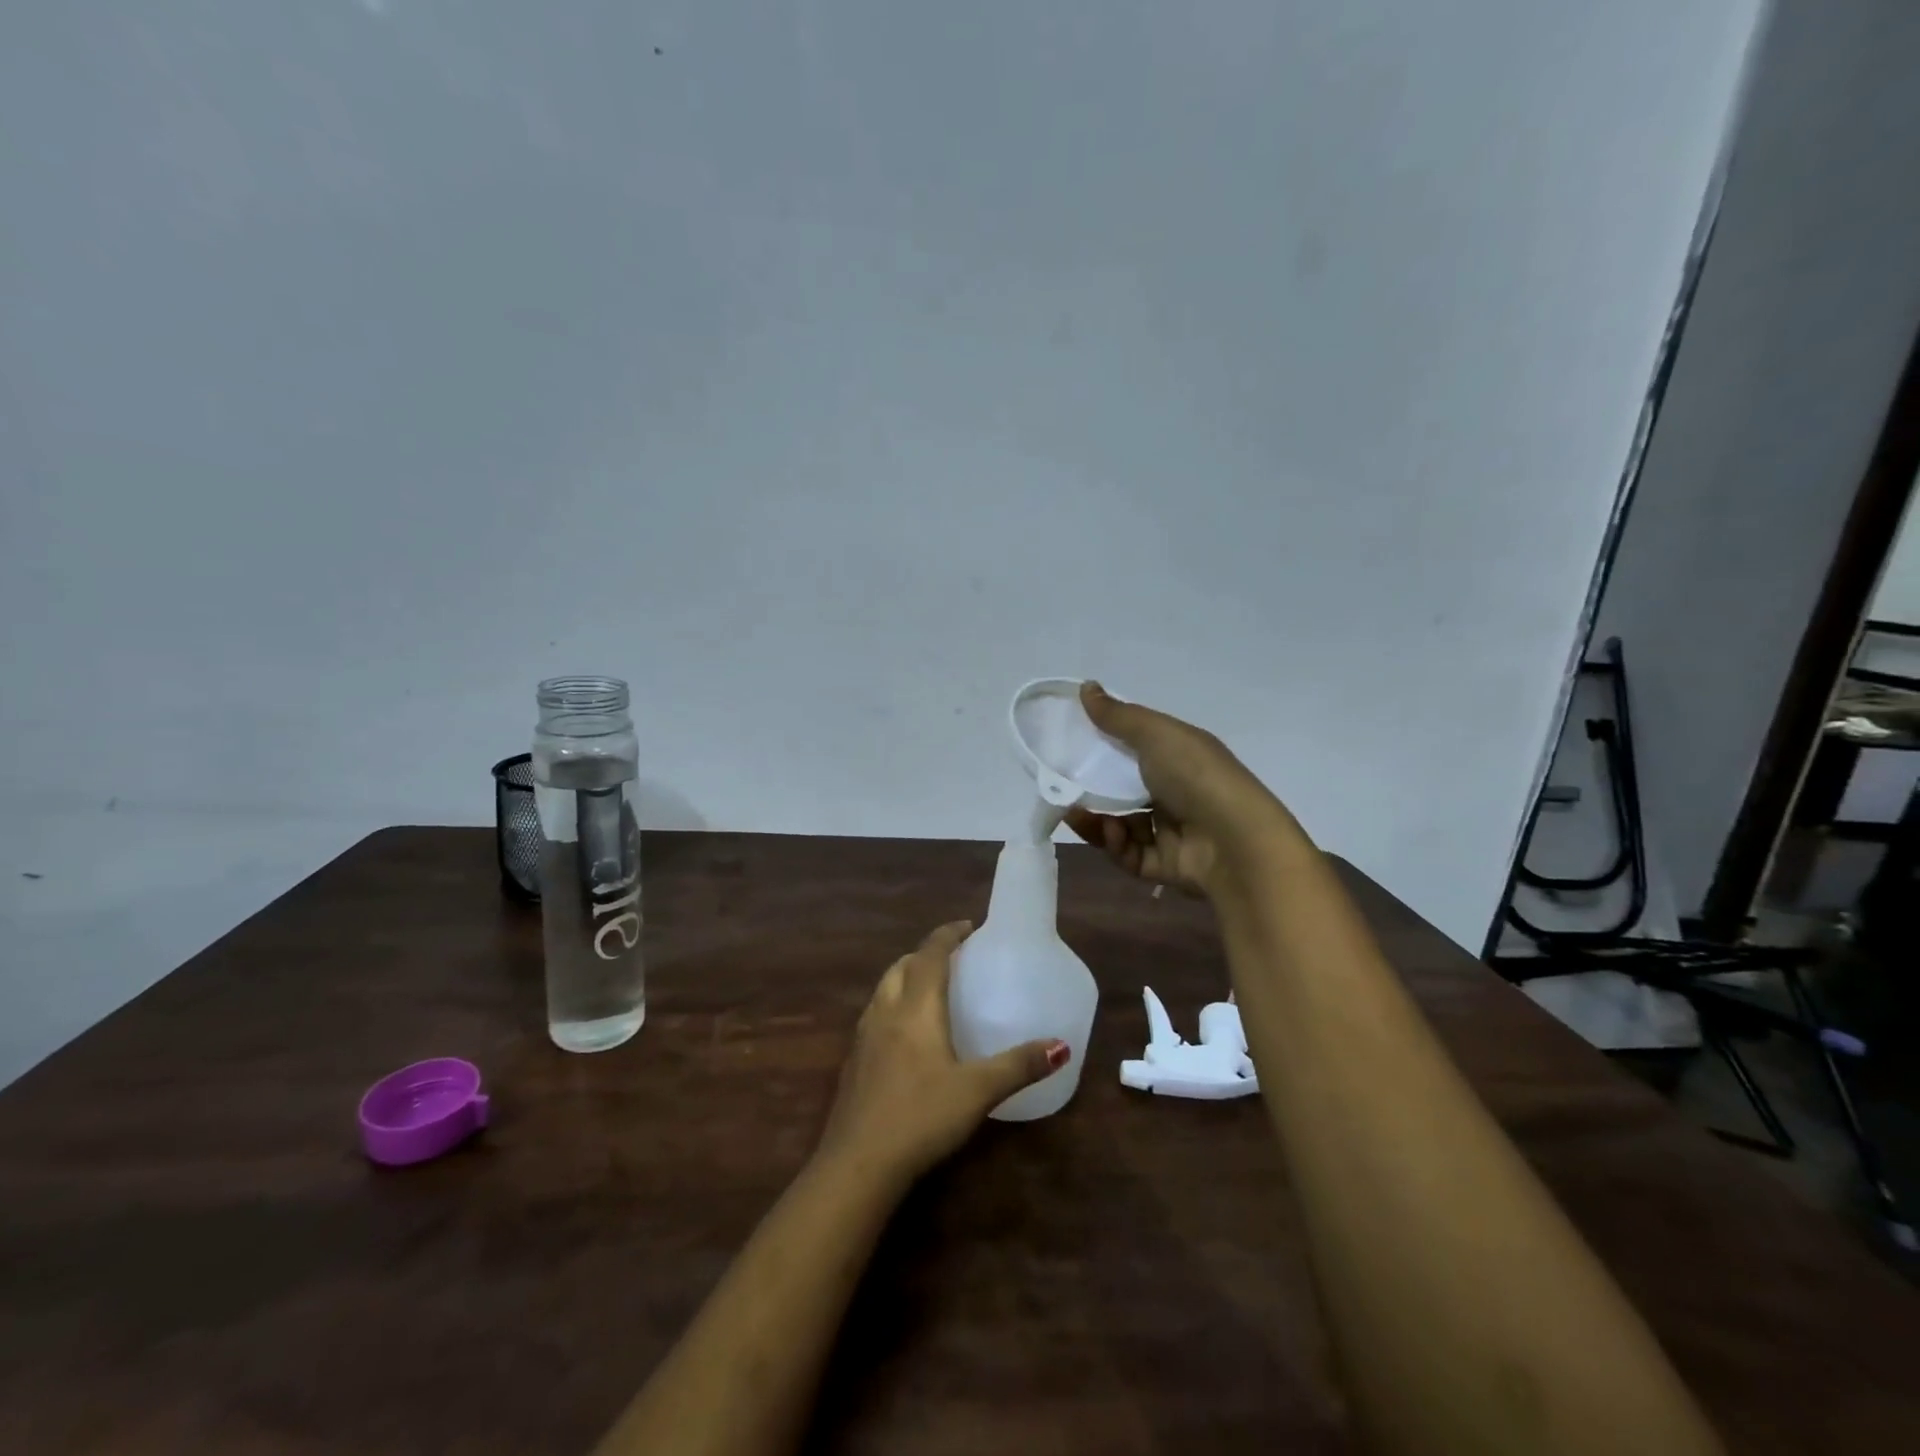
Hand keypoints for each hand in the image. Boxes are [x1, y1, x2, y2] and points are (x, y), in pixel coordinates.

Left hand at [818, 921, 1068, 1185]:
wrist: (857, 1163)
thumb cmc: (922, 1116)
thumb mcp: (978, 1091)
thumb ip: (1019, 1065)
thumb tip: (1061, 1046)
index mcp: (916, 1007)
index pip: (930, 953)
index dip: (948, 934)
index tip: (968, 926)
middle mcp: (885, 1011)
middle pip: (902, 965)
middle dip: (925, 954)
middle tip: (952, 959)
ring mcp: (863, 1036)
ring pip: (884, 988)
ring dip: (905, 977)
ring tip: (930, 990)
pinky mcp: (852, 1062)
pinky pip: (874, 1015)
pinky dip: (893, 1005)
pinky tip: (905, 1036)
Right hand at [1065, 681, 1303, 895]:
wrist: (1235, 842)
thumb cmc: (1196, 776)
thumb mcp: (1156, 734)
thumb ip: (1117, 715)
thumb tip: (1085, 686)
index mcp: (1180, 757)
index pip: (1138, 748)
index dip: (1107, 745)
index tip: (1074, 742)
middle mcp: (1177, 792)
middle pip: (1125, 789)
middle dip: (1093, 788)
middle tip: (1062, 784)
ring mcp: (1171, 831)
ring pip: (1122, 825)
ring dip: (1097, 819)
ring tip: (1076, 812)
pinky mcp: (1164, 865)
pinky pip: (1129, 854)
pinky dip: (1115, 843)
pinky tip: (1111, 832)